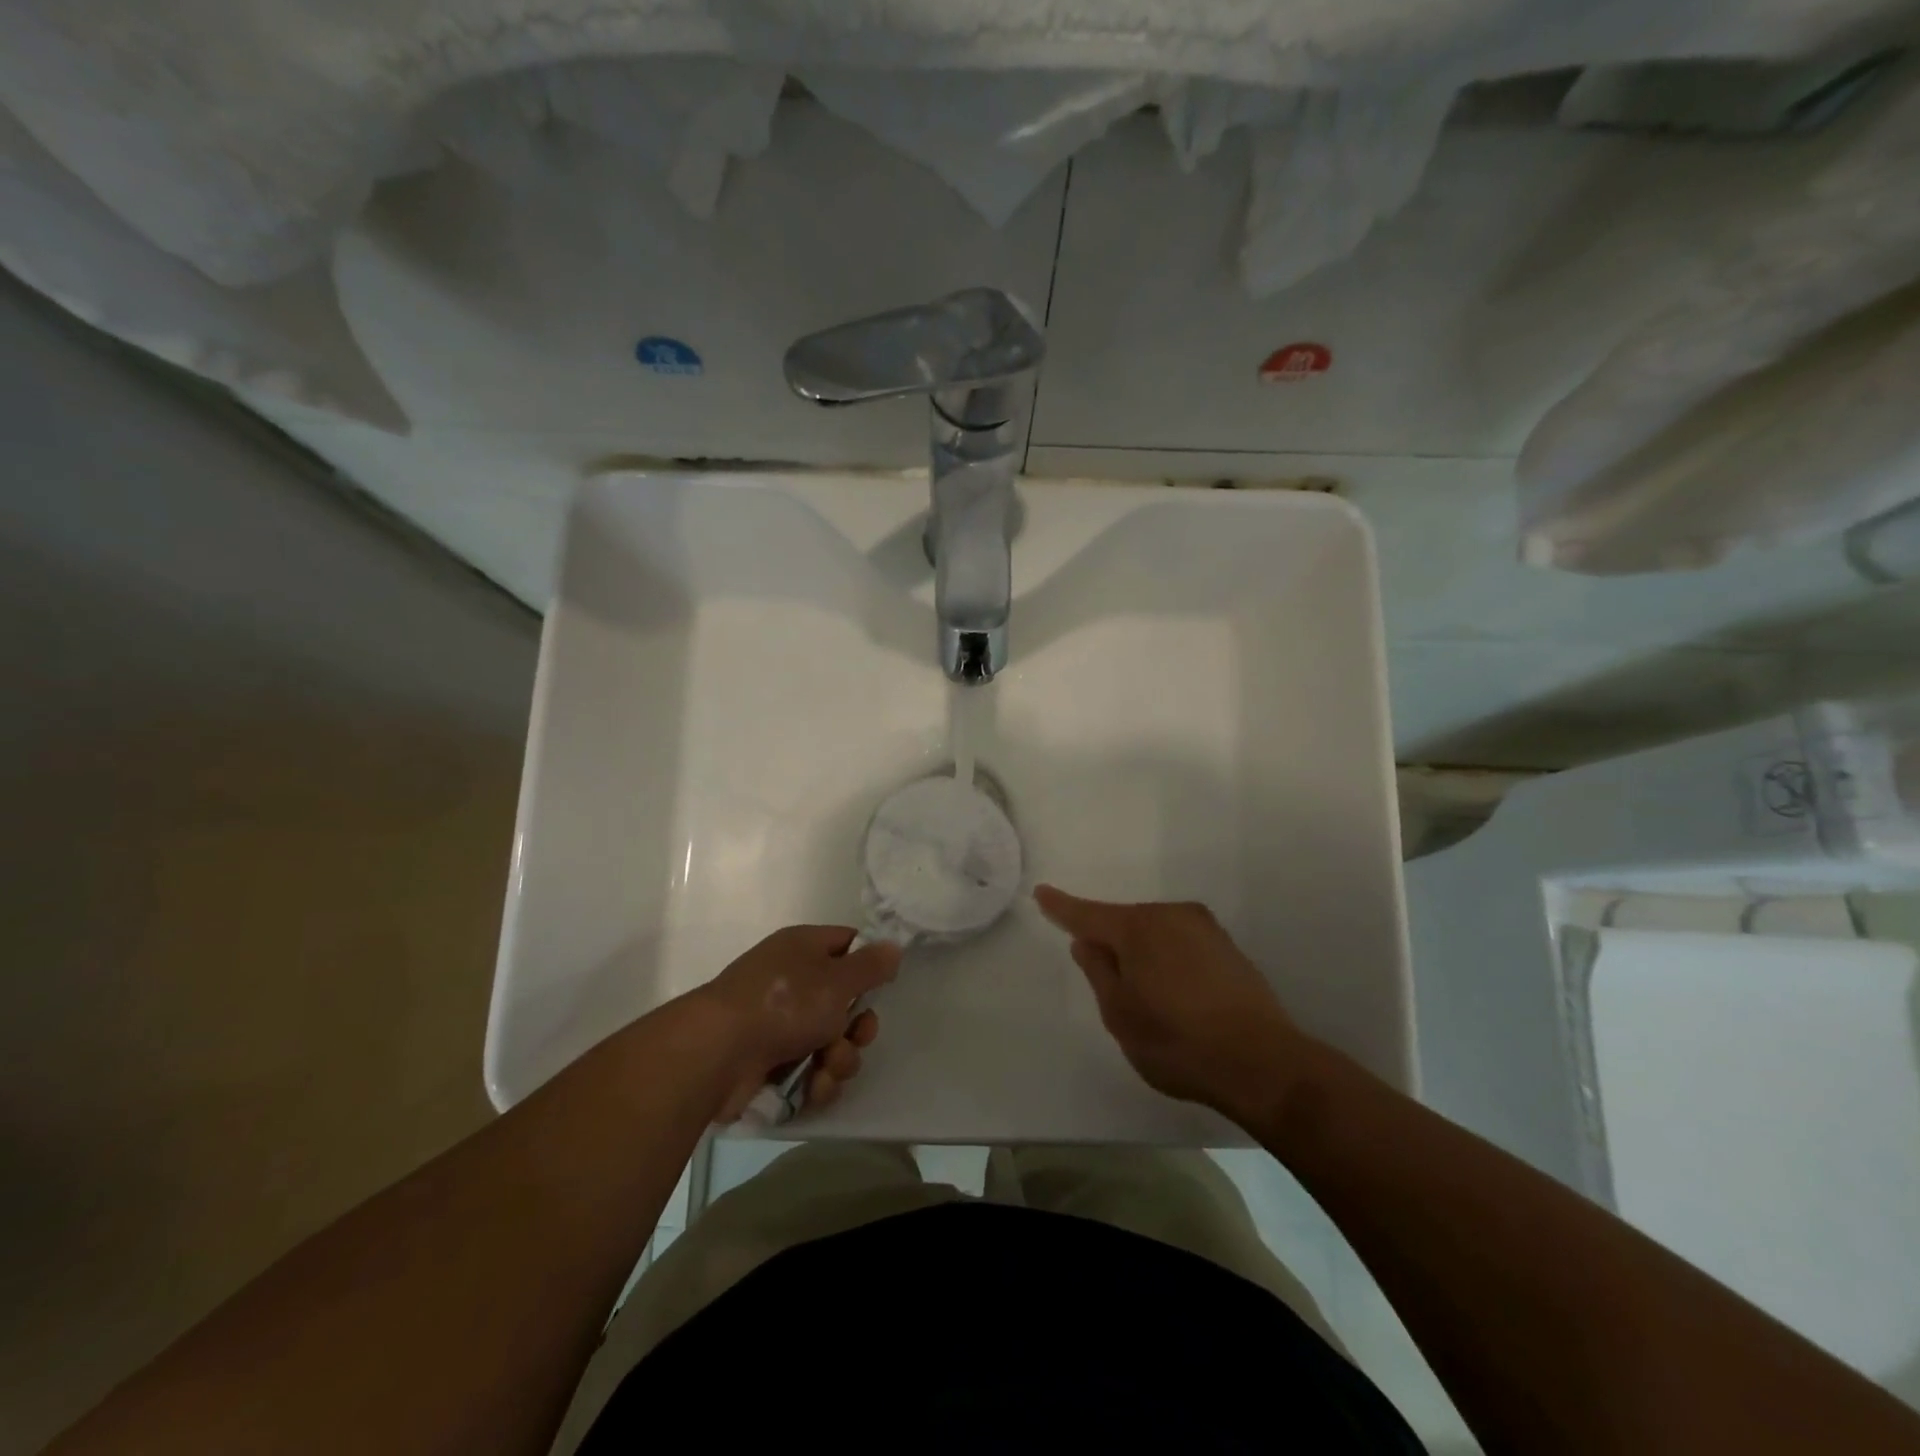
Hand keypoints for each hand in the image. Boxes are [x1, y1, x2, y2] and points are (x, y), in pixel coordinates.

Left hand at [691, 926, 900, 1120]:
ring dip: (839, 1059)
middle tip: (857, 1036)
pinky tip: (812, 1087)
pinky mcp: (770, 1062)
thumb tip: (893, 946)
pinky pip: (810, 1070)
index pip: (846, 944)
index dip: (867, 963)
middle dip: (857, 1026)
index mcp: (803, 949)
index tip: (883, 984)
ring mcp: (779, 1023)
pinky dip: (816, 1080)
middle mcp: (792, 982)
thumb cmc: (783, 1003)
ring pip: (831, 1041)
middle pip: (844, 1002)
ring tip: (827, 1067)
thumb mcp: (837, 979)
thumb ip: (871, 965)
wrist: (718, 1053)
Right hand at [1035, 885, 1311, 1123]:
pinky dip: (1167, 958)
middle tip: (1106, 983)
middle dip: (1109, 941)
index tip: (1042, 893)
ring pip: (1154, 932)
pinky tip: (1175, 993)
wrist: (1263, 1063)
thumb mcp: (1120, 1015)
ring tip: (1147, 998)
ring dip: (1141, 952)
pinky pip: (1180, 942)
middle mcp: (1170, 915)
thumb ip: (1098, 972)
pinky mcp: (1227, 946)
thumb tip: (1087, 942)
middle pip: (1124, 922)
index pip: (1088, 914)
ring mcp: (1203, 928)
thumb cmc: (1178, 1042)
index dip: (1062, 907)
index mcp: (1137, 928)